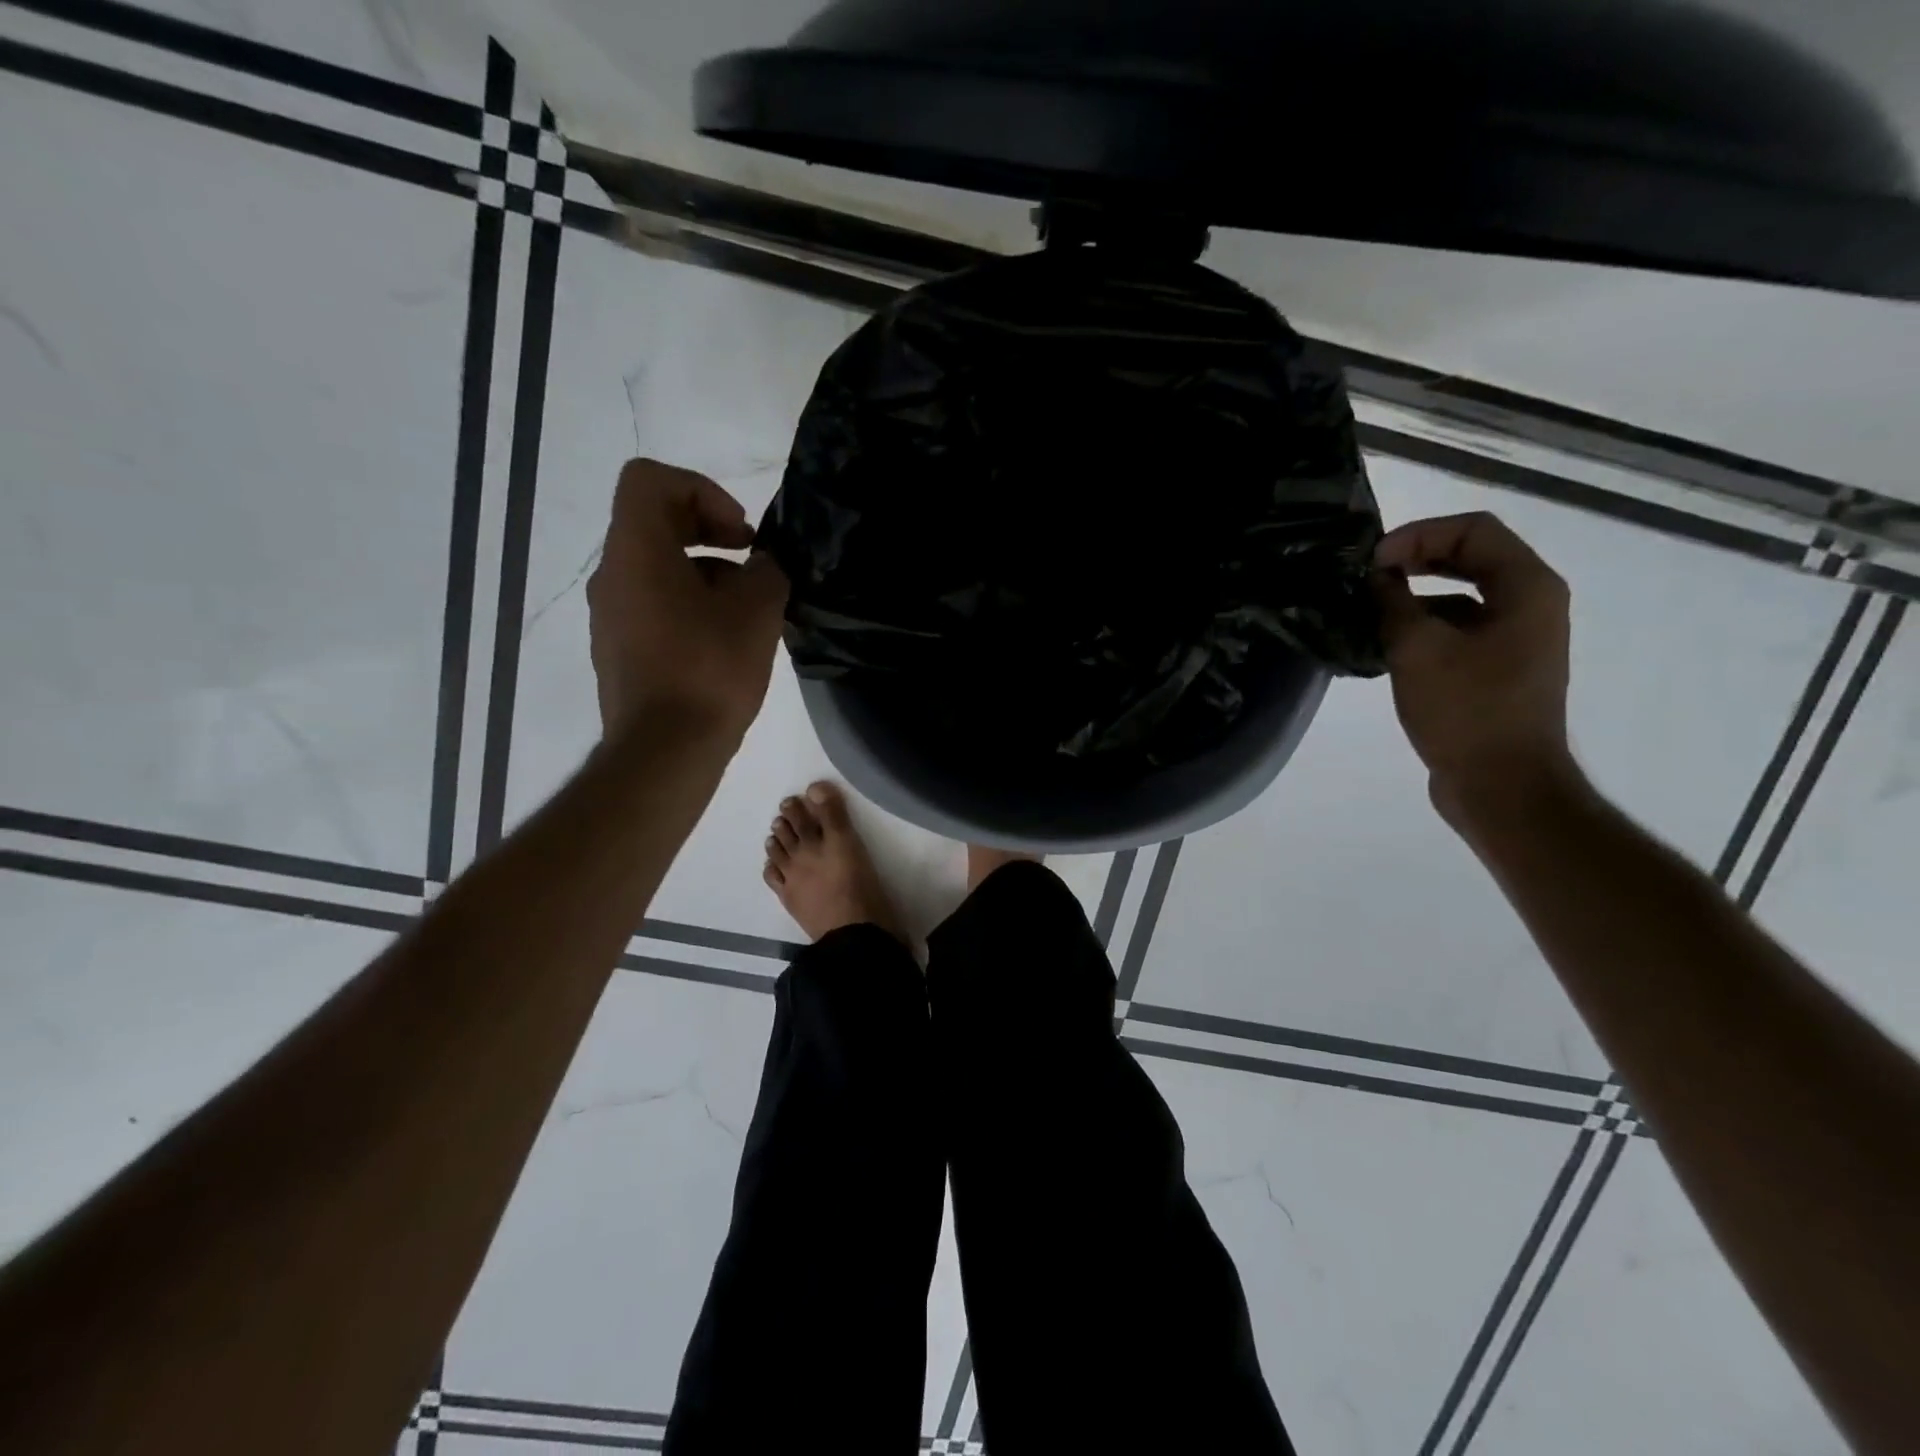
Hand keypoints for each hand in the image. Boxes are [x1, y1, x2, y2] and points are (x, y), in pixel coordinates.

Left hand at [587, 459, 788, 742]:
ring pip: (656, 567)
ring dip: (704, 573)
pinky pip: (652, 605)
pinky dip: (688, 606)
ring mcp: (609, 615)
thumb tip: (762, 567)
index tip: (738, 534)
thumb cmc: (710, 670)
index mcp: (636, 551)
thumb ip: (768, 571)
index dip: (701, 491)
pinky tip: (722, 644)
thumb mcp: (757, 611)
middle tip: (749, 561)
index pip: (649, 479)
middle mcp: (612, 575)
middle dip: (709, 530)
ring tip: (745, 612)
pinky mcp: (617, 649)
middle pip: (653, 521)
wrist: (664, 750)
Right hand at [1374, 512, 1580, 827]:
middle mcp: (1531, 604)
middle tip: (1366, 577)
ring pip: (1461, 595)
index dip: (1417, 535)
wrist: (1502, 786)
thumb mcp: (1418, 649)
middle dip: (1415, 559)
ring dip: (1414, 595)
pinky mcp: (1497, 669)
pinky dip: (1422, 627)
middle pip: (1470, 557)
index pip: (1473, 530)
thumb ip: (1393, 602)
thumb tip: (1376, 578)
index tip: (1371, 562)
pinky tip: (1384, 646)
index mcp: (1527, 588)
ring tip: (1367, 612)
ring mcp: (1516, 639)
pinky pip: (1458, 630)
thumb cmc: (1467, 711)